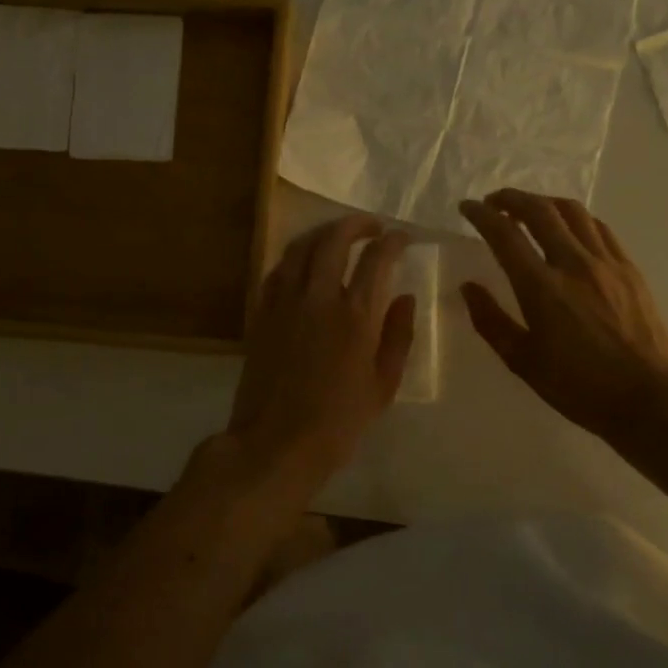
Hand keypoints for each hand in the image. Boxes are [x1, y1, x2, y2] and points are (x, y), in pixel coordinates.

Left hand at [224, 215, 415, 484]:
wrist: (276, 443)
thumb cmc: (339, 421)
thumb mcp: (384, 385)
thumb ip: (398, 335)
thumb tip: (406, 297)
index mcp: (356, 315)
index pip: (377, 258)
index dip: (393, 241)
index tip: (402, 238)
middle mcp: (319, 296)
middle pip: (334, 239)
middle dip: (356, 223)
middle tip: (372, 226)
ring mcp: (284, 301)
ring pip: (301, 246)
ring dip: (323, 232)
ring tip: (338, 234)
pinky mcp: (261, 312)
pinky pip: (278, 268)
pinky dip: (296, 256)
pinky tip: (305, 262)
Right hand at [459, 190, 667, 440]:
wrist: (648, 397)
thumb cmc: (579, 386)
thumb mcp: (523, 362)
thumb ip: (491, 321)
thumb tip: (468, 287)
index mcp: (541, 288)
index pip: (505, 234)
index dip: (482, 214)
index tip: (468, 207)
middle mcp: (573, 263)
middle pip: (539, 210)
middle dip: (511, 198)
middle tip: (494, 202)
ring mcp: (606, 262)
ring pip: (572, 211)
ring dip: (544, 202)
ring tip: (529, 210)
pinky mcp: (629, 268)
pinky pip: (599, 227)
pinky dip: (575, 218)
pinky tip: (569, 228)